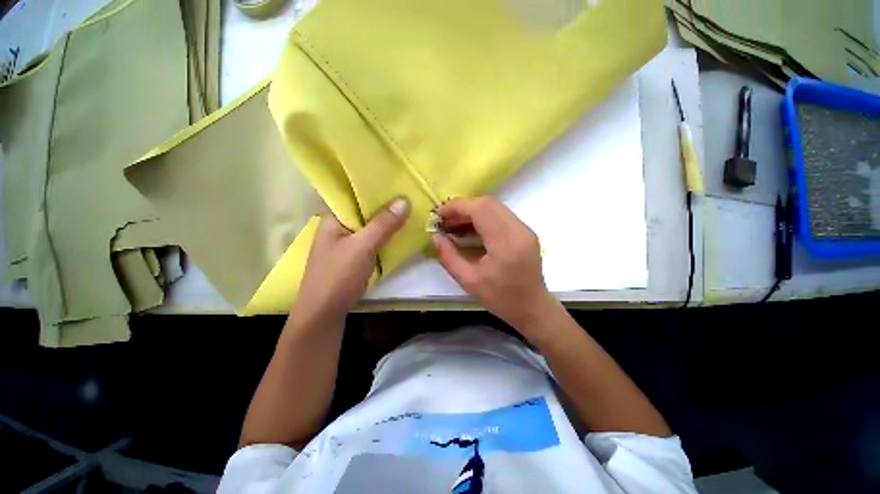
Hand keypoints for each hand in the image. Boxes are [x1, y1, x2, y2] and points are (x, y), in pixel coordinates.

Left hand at [291, 197, 409, 329]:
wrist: (325, 312)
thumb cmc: (338, 275)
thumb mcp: (362, 246)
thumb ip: (383, 224)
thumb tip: (405, 200)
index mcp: (334, 217)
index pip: (353, 192)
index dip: (375, 185)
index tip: (397, 179)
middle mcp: (340, 225)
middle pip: (365, 208)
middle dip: (386, 202)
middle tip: (410, 191)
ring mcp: (349, 241)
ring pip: (371, 224)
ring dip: (388, 219)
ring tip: (411, 207)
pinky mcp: (356, 254)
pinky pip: (374, 238)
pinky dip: (387, 234)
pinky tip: (402, 230)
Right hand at [432, 197, 561, 334]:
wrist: (532, 308)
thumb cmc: (501, 299)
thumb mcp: (468, 281)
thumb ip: (448, 256)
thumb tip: (435, 236)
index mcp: (505, 244)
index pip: (480, 209)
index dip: (457, 207)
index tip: (439, 215)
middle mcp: (519, 230)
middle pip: (488, 203)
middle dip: (462, 207)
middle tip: (446, 220)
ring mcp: (525, 229)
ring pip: (494, 207)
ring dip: (472, 211)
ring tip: (455, 224)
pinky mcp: (525, 231)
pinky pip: (501, 215)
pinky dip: (482, 216)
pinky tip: (471, 229)